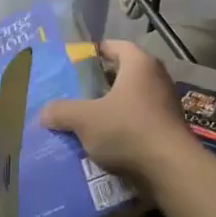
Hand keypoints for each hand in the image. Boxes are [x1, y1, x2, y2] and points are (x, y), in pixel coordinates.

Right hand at [41, 40, 194, 188]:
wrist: (171, 170)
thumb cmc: (127, 130)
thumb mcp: (85, 119)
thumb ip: (61, 111)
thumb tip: (44, 113)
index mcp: (139, 64)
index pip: (115, 46)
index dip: (95, 51)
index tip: (75, 62)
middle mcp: (157, 78)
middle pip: (123, 73)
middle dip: (100, 82)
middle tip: (75, 92)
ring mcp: (166, 104)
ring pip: (131, 98)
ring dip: (111, 106)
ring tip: (86, 118)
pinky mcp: (169, 129)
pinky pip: (140, 120)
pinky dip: (123, 125)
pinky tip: (105, 140)